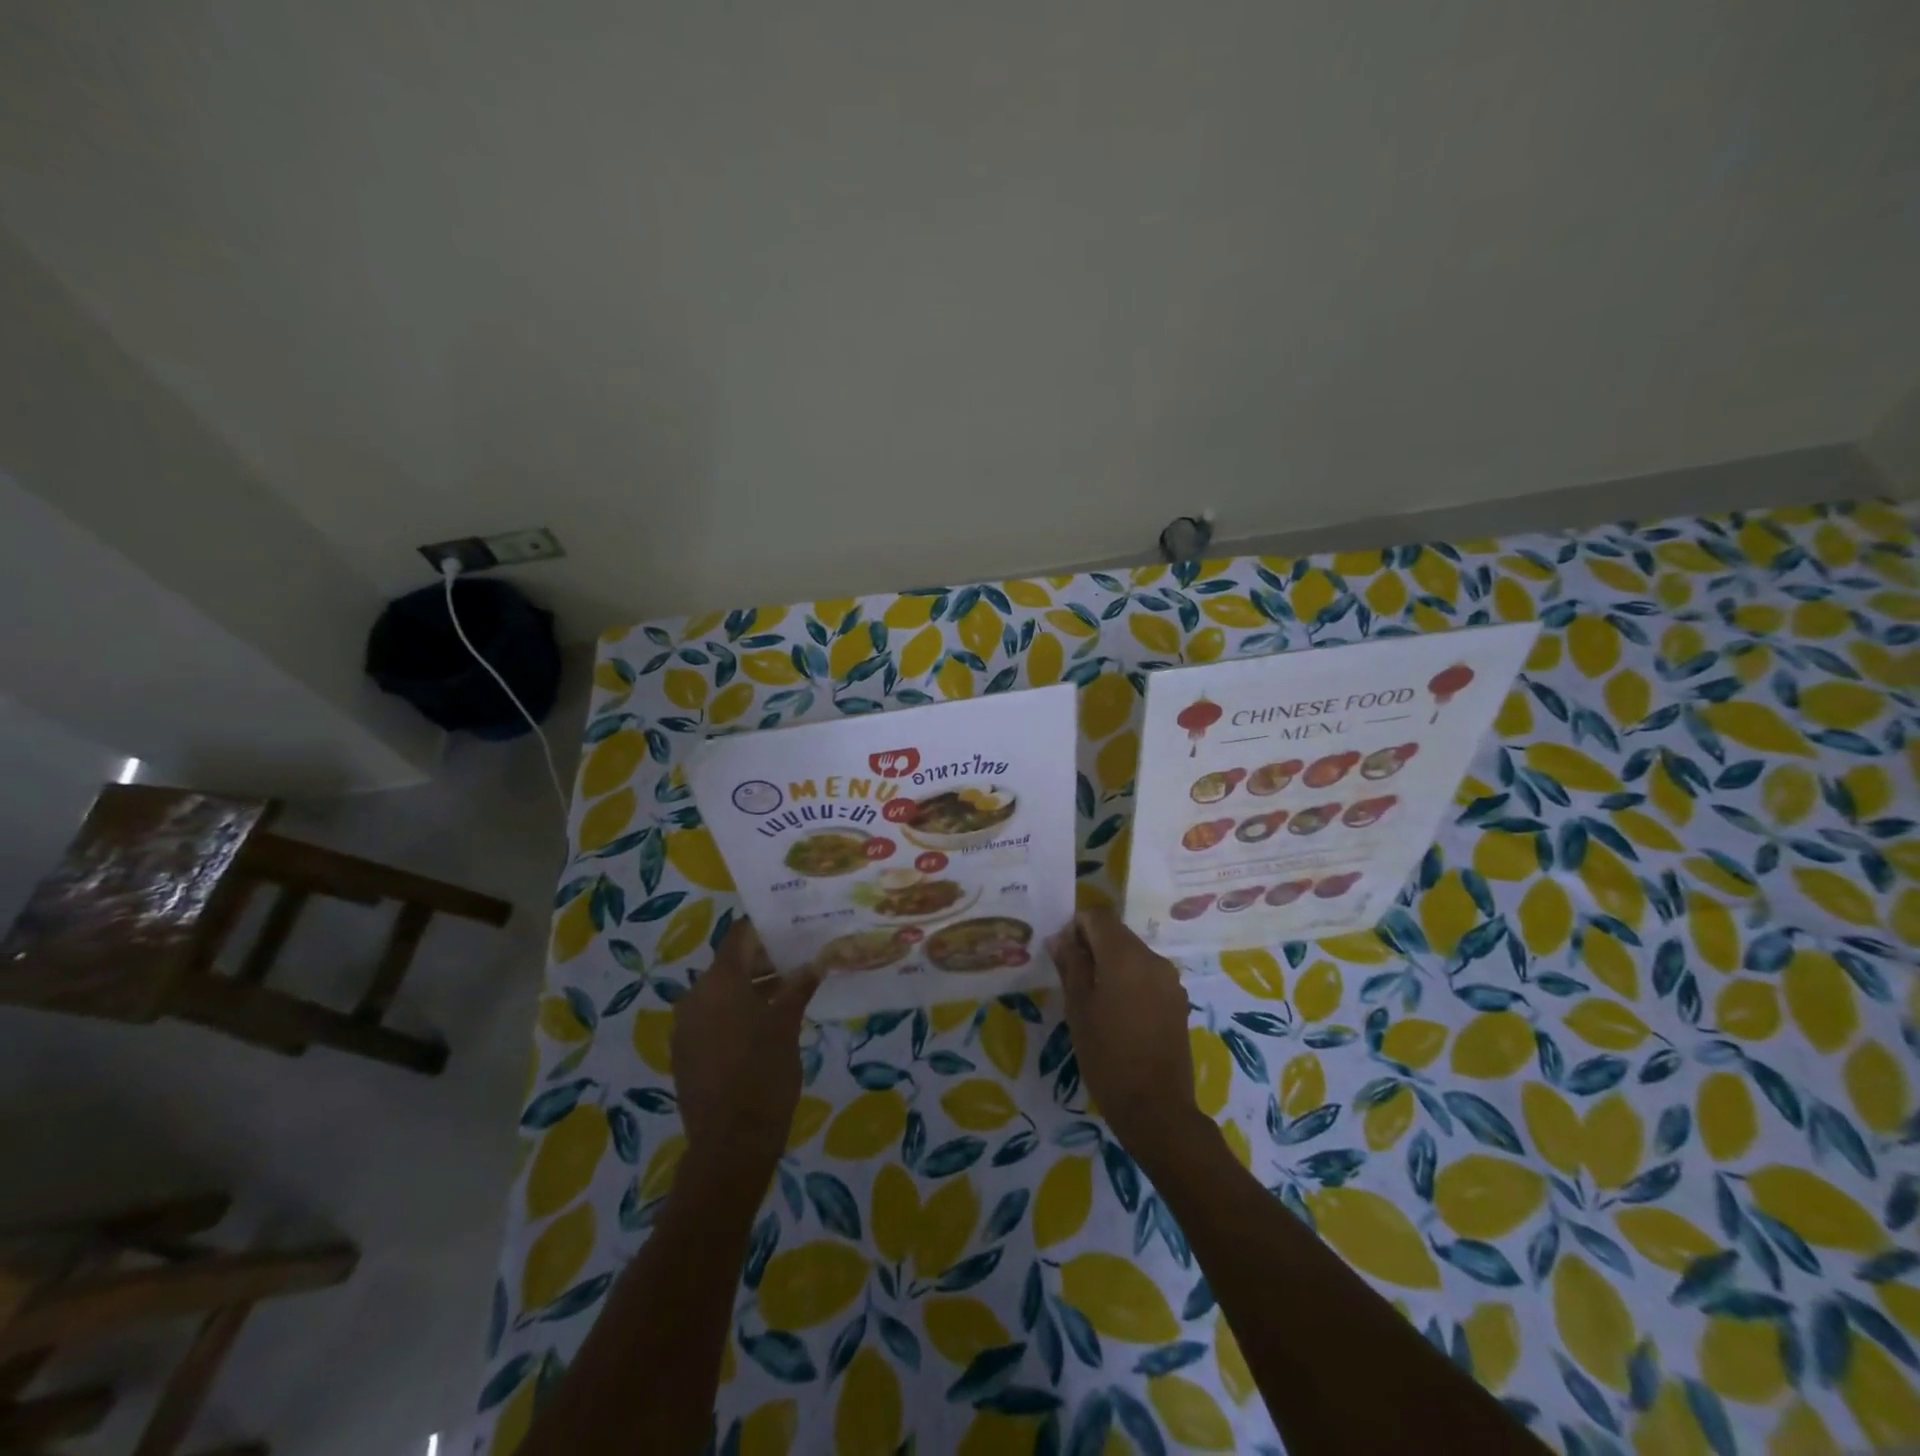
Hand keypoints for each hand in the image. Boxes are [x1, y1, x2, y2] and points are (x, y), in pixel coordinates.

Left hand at [671, 920, 820, 1162]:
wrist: (730, 1145)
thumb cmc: (764, 1074)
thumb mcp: (788, 1025)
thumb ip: (798, 987)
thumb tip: (814, 963)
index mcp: (719, 982)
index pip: (740, 936)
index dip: (766, 928)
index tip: (793, 928)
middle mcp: (695, 997)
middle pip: (731, 964)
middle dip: (765, 960)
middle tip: (800, 961)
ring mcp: (686, 1027)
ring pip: (722, 992)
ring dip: (753, 988)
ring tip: (790, 992)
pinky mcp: (685, 1053)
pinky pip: (713, 1017)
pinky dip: (737, 1012)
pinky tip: (766, 1024)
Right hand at [1048, 907, 1206, 1160]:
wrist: (1156, 1109)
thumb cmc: (1107, 1056)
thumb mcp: (1078, 1009)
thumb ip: (1070, 965)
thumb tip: (1060, 938)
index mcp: (1125, 955)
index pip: (1098, 916)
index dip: (1075, 926)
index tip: (1062, 953)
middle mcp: (1152, 959)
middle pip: (1117, 933)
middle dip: (1092, 944)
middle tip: (1072, 977)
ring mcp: (1170, 980)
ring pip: (1133, 954)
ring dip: (1111, 963)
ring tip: (1093, 998)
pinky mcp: (1178, 1001)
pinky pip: (1147, 975)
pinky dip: (1129, 980)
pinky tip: (1118, 1012)